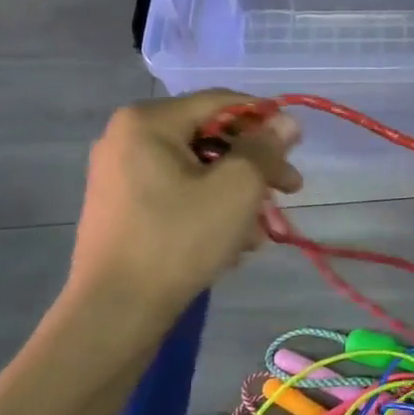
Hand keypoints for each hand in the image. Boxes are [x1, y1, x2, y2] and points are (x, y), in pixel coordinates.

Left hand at [66, 90, 300, 322]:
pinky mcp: (121, 209)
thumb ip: (264, 149)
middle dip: (253, 168)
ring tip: (260, 234)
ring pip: (197, 172)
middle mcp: (127, 138)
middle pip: (209, 138)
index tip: (297, 150)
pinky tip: (231, 245)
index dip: (265, 120)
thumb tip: (286, 121)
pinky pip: (176, 195)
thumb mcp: (235, 189)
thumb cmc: (178, 240)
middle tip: (289, 193)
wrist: (115, 312)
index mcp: (148, 121)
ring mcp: (119, 175)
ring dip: (236, 197)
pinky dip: (208, 211)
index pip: (221, 102)